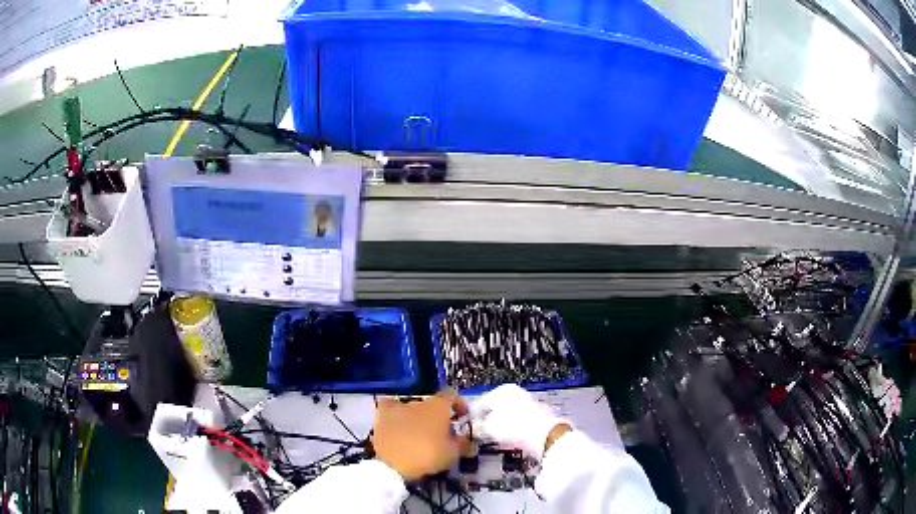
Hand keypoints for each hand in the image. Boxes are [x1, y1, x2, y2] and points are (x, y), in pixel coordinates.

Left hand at [372, 390, 469, 481]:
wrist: (393, 464)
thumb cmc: (428, 456)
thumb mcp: (453, 454)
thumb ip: (464, 445)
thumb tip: (470, 443)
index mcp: (439, 407)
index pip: (452, 396)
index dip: (459, 405)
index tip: (462, 418)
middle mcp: (419, 401)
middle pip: (432, 404)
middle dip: (437, 416)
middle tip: (441, 434)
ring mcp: (399, 407)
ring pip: (412, 408)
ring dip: (418, 417)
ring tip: (418, 434)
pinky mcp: (382, 415)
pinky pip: (390, 408)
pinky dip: (395, 414)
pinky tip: (396, 424)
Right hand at [470, 384, 570, 459]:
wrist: (545, 435)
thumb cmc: (515, 427)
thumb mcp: (489, 428)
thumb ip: (478, 426)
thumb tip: (473, 427)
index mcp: (503, 390)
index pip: (481, 401)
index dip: (473, 415)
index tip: (470, 425)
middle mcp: (517, 392)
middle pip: (496, 406)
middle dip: (489, 419)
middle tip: (482, 432)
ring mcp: (529, 403)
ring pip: (508, 414)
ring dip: (501, 424)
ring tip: (496, 437)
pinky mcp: (538, 415)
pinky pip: (519, 421)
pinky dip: (513, 428)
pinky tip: (510, 438)